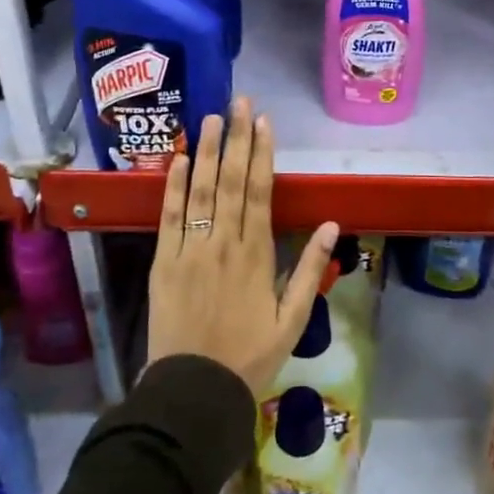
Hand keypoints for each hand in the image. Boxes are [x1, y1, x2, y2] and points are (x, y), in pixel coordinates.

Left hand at [146, 99, 338, 395]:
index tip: (264, 122)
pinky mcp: (164, 262)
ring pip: (201, 191)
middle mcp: (224, 242)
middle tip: (240, 102)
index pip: (260, 191)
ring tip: (212, 117)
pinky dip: (174, 186)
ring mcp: (190, 250)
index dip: (262, 153)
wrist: (195, 392)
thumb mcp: (292, 320)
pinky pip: (169, 217)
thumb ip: (310, 269)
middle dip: (237, 138)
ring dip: (207, 151)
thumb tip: (330, 225)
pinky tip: (180, 159)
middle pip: (232, 181)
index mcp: (256, 254)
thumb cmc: (250, 356)